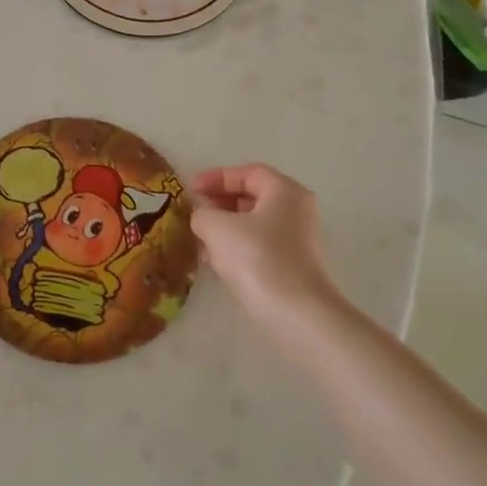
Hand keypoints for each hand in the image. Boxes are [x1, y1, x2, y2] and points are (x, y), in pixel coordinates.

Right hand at [190, 165, 347, 327]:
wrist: (294, 313)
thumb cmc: (256, 257)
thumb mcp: (216, 227)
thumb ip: (202, 213)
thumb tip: (201, 215)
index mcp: (284, 191)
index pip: (248, 173)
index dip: (216, 176)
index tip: (190, 188)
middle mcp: (295, 211)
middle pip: (252, 197)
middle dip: (219, 202)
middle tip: (193, 210)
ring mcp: (296, 240)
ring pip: (253, 224)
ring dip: (224, 226)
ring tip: (197, 236)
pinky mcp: (291, 266)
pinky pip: (257, 246)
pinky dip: (235, 246)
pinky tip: (212, 260)